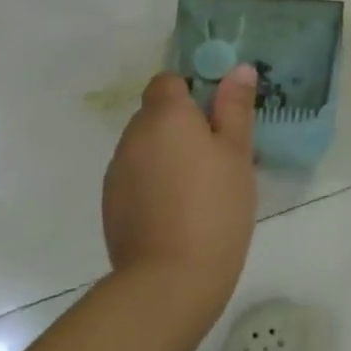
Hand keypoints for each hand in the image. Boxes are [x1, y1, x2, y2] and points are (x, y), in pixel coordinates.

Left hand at [102, 65, 258, 321]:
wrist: (169, 280)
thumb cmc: (215, 207)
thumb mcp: (237, 154)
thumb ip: (236, 107)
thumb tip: (239, 69)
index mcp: (164, 116)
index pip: (168, 81)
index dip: (193, 89)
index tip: (219, 113)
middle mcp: (133, 136)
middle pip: (156, 114)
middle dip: (184, 124)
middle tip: (220, 152)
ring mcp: (117, 172)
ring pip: (147, 147)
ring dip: (169, 154)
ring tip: (202, 185)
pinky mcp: (111, 205)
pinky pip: (137, 177)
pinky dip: (156, 182)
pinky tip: (180, 210)